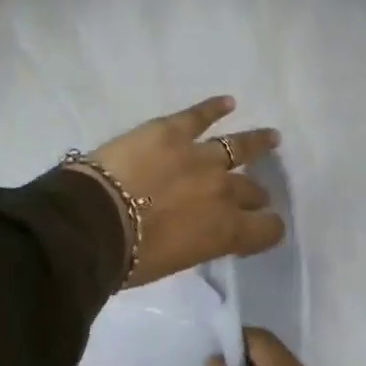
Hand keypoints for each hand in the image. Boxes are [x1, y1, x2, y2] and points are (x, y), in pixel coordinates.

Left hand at [75, 95, 283, 288]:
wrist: (94, 221)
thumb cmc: (129, 257)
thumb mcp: (175, 262)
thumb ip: (199, 243)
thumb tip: (200, 231)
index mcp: (226, 230)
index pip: (268, 229)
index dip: (268, 229)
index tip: (260, 228)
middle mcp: (224, 191)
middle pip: (252, 190)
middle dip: (253, 195)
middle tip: (250, 195)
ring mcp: (201, 155)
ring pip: (239, 147)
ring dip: (257, 143)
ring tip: (271, 137)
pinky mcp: (173, 130)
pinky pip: (200, 115)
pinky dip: (214, 107)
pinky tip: (227, 103)